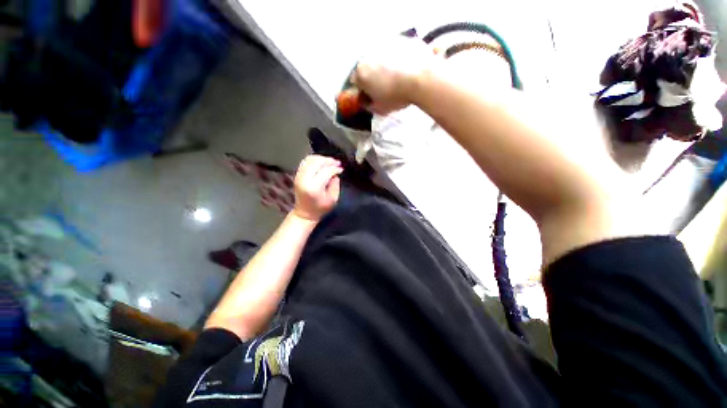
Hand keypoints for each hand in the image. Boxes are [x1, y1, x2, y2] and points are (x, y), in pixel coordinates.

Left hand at [292, 155, 342, 221]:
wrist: (304, 213)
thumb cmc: (320, 208)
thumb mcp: (333, 199)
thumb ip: (335, 185)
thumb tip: (336, 173)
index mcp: (314, 187)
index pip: (326, 171)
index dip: (335, 169)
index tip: (341, 169)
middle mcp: (304, 180)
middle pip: (316, 162)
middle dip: (328, 160)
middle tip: (337, 163)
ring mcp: (299, 176)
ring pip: (309, 160)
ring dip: (321, 158)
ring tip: (330, 162)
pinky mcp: (297, 175)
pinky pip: (305, 162)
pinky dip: (314, 160)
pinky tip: (321, 163)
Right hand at [352, 37, 438, 114]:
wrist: (421, 77)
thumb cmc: (396, 96)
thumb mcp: (380, 109)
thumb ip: (370, 105)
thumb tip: (369, 102)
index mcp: (361, 71)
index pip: (355, 81)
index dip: (363, 90)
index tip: (371, 95)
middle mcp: (368, 52)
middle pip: (368, 65)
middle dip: (373, 75)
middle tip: (385, 85)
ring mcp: (386, 42)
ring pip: (382, 55)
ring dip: (386, 64)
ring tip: (399, 75)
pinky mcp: (401, 37)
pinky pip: (398, 49)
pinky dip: (400, 57)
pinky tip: (408, 66)